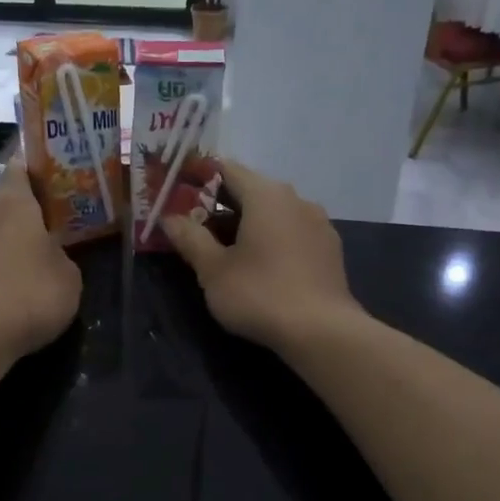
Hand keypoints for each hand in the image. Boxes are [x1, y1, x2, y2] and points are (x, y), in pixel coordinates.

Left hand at [0, 161, 80, 361]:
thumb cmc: (32, 292)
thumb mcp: (67, 275)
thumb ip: (57, 255)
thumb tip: (48, 255)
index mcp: (10, 202)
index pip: (18, 170)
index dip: (31, 175)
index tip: (44, 184)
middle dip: (3, 218)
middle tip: (24, 238)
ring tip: (7, 273)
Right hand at [162, 159, 361, 352]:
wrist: (322, 332)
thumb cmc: (260, 294)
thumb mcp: (213, 270)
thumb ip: (190, 239)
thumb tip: (170, 218)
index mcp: (266, 195)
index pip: (227, 169)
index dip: (199, 177)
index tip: (178, 191)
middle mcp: (296, 199)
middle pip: (251, 190)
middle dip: (221, 204)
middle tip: (193, 223)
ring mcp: (318, 223)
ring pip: (273, 212)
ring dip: (247, 223)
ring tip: (223, 248)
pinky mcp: (329, 249)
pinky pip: (291, 232)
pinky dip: (271, 238)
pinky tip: (259, 264)